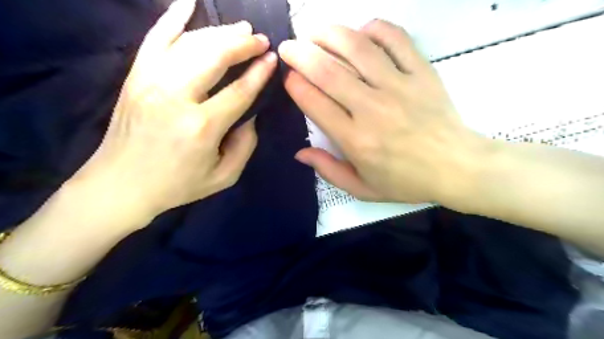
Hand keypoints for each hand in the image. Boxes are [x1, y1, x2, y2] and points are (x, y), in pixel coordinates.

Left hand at [73, 0, 278, 217]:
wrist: (121, 185)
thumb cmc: (178, 185)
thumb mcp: (224, 177)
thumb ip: (245, 145)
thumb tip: (250, 115)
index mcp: (202, 127)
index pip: (239, 90)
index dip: (259, 73)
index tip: (272, 58)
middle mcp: (176, 97)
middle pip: (215, 57)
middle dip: (242, 44)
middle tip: (260, 40)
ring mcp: (151, 82)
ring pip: (190, 43)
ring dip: (219, 32)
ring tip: (240, 29)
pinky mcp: (136, 77)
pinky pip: (154, 38)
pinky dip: (171, 17)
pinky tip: (188, 2)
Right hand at [278, 20, 483, 203]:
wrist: (456, 168)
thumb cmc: (406, 181)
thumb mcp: (362, 188)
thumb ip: (328, 170)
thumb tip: (300, 153)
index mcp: (355, 140)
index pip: (315, 103)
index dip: (295, 85)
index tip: (289, 77)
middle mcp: (372, 109)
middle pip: (328, 71)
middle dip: (301, 54)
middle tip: (289, 47)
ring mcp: (399, 86)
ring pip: (357, 48)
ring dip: (330, 35)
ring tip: (315, 32)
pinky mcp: (421, 73)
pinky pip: (396, 39)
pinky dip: (375, 28)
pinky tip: (362, 31)